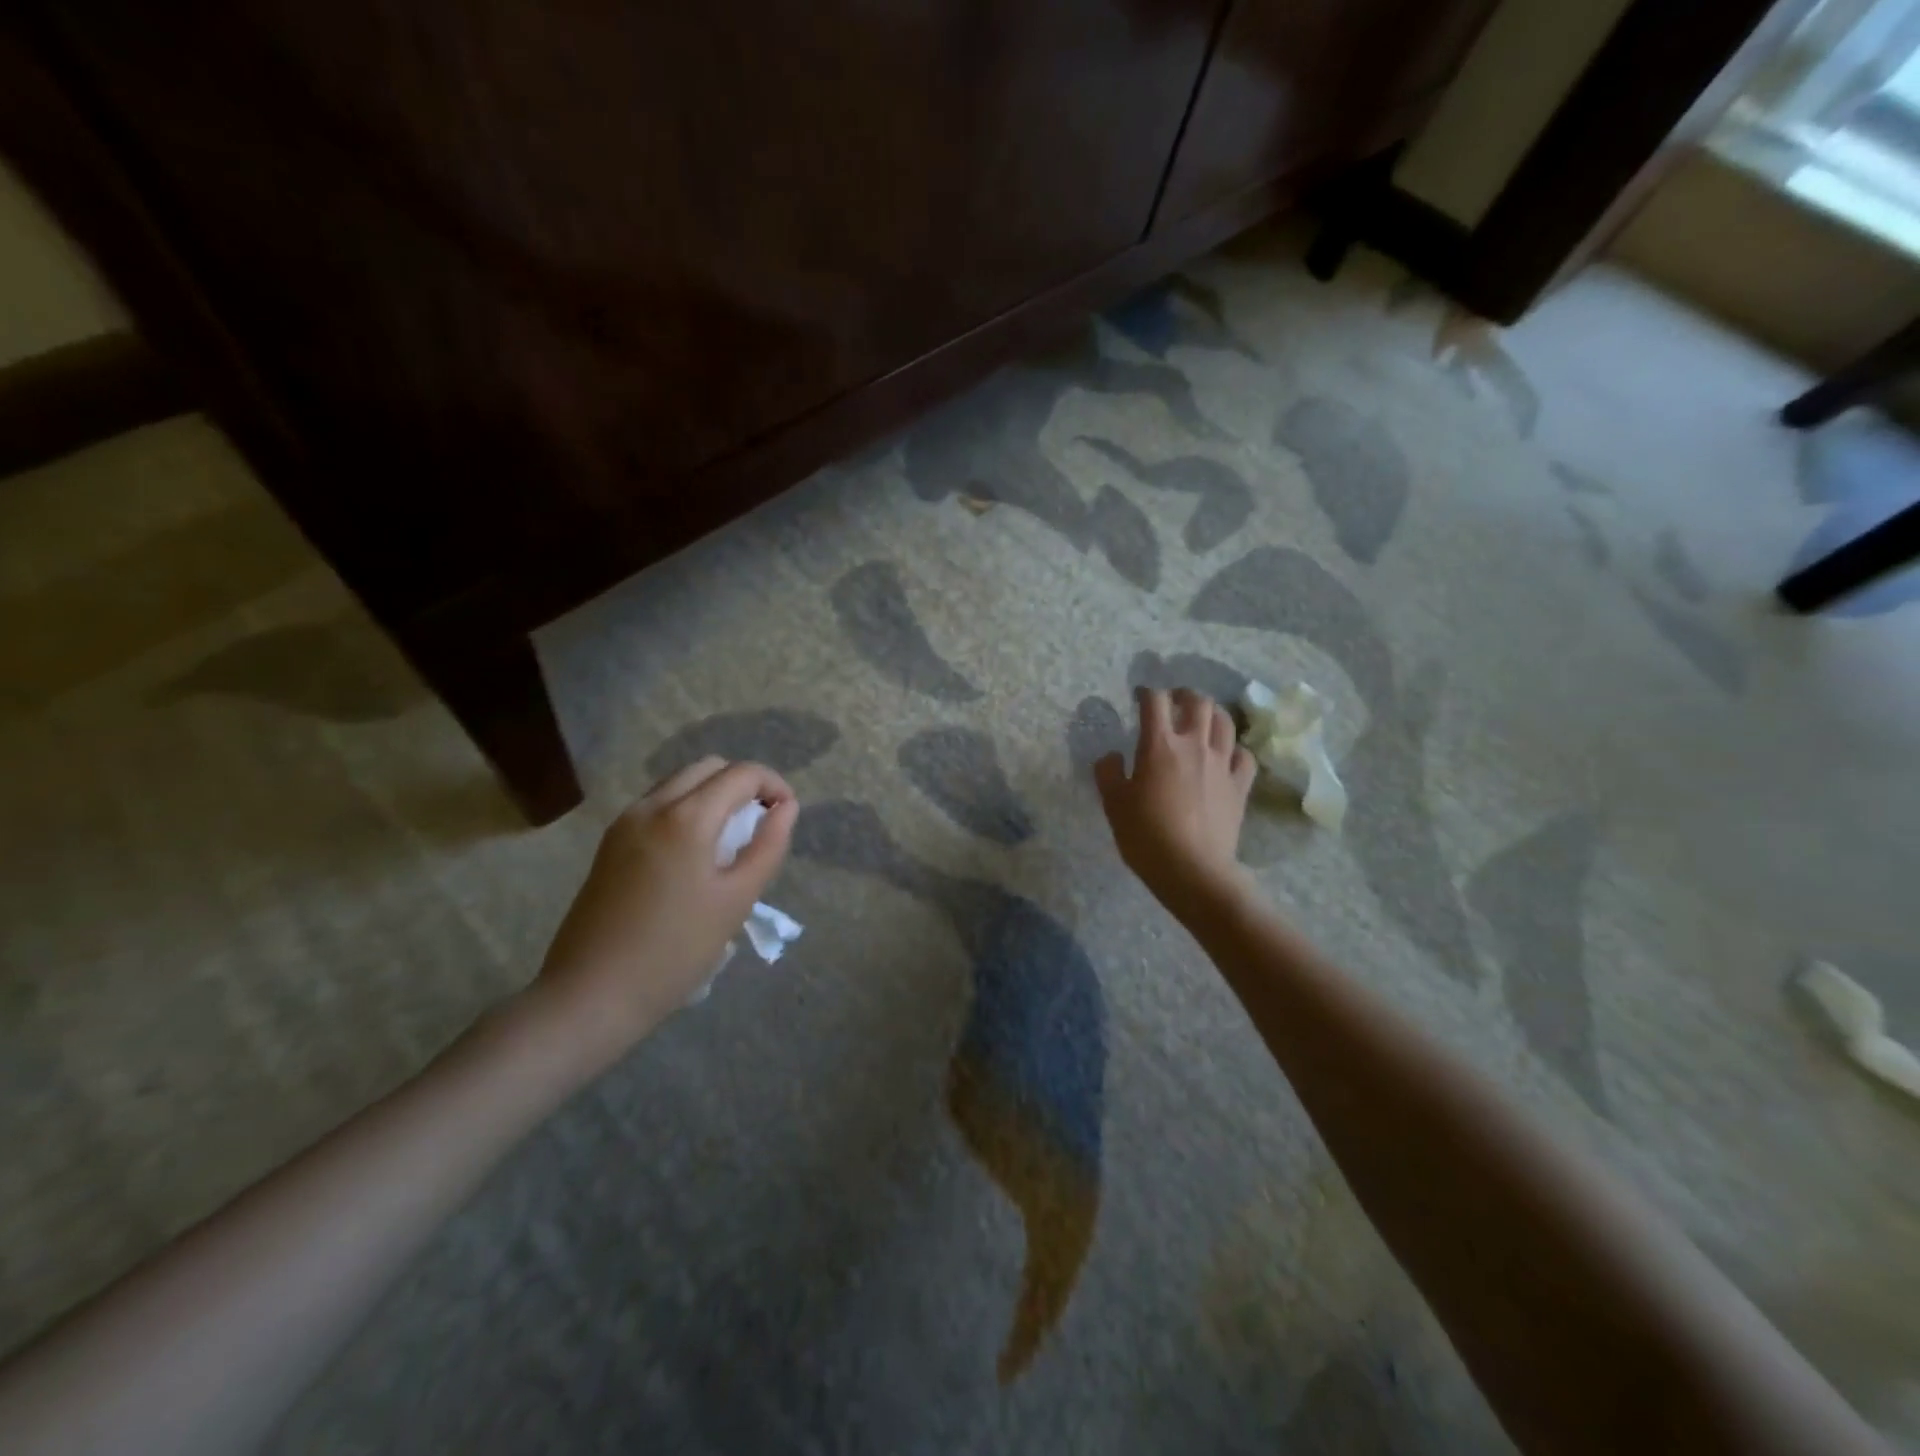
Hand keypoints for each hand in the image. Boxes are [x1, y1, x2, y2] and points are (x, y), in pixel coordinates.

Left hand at [534, 757, 797, 1058]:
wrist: (590, 995)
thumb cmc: (674, 951)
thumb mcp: (736, 901)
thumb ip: (768, 846)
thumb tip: (786, 808)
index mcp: (686, 817)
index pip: (741, 774)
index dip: (773, 785)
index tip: (787, 815)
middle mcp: (651, 806)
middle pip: (708, 768)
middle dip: (743, 785)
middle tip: (762, 824)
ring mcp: (624, 823)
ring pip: (680, 784)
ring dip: (713, 796)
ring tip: (732, 841)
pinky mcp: (610, 844)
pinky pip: (658, 806)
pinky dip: (687, 811)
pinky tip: (695, 855)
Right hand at [1095, 687, 1256, 919]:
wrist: (1192, 869)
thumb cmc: (1146, 836)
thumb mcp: (1113, 804)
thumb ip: (1108, 773)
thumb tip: (1112, 757)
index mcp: (1159, 745)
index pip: (1154, 702)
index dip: (1146, 692)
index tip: (1139, 696)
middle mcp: (1194, 745)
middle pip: (1198, 702)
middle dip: (1184, 694)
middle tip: (1174, 700)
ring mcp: (1222, 764)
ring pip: (1225, 722)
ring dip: (1213, 713)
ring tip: (1203, 718)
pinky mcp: (1240, 786)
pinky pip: (1244, 756)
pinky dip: (1235, 749)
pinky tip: (1227, 755)